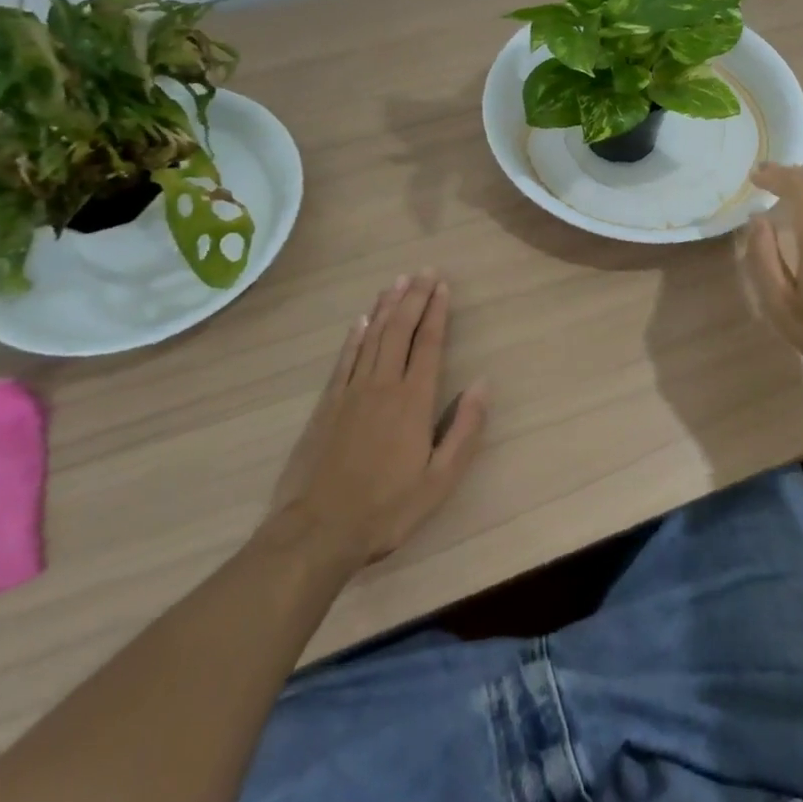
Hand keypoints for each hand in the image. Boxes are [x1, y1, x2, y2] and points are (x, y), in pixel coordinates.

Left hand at [265, 272, 487, 570]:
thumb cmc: (387, 508)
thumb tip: (484, 383)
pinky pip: (345, 359)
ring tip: (397, 282)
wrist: (318, 530)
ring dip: (386, 307)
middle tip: (424, 271)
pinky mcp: (327, 404)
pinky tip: (361, 320)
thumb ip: (465, 430)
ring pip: (372, 337)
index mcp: (414, 401)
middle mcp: (383, 385)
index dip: (437, 312)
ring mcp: (351, 392)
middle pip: (400, 330)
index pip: (429, 344)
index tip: (442, 285)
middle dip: (414, 298)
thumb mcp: (440, 480)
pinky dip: (355, 336)